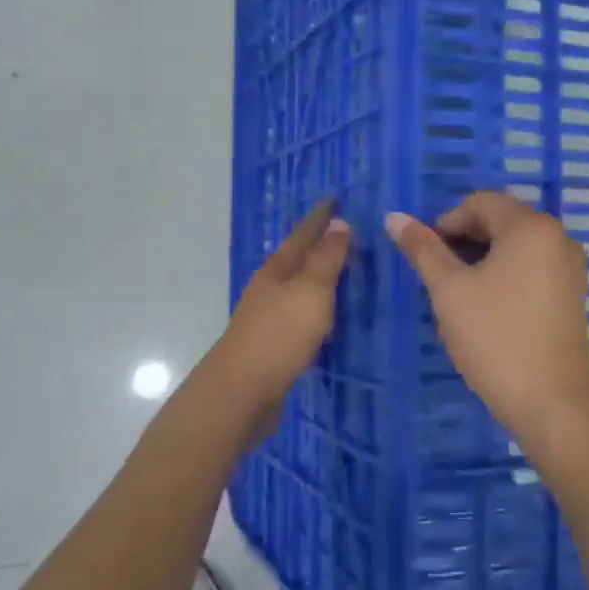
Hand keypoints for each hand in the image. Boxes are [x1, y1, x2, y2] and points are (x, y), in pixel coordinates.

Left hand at [214, 199, 351, 411]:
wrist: (241, 392)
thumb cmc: (279, 336)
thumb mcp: (310, 292)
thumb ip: (325, 259)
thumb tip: (339, 222)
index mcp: (278, 270)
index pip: (304, 233)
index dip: (321, 216)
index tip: (337, 197)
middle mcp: (270, 287)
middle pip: (297, 257)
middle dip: (319, 242)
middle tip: (347, 231)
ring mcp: (268, 316)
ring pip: (297, 286)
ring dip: (317, 275)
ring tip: (343, 269)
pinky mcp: (272, 343)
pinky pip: (299, 313)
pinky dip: (316, 306)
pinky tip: (326, 316)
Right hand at [384, 192, 588, 438]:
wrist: (551, 401)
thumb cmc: (495, 337)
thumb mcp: (449, 290)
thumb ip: (423, 248)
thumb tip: (394, 217)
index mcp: (531, 226)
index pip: (480, 203)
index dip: (446, 222)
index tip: (426, 257)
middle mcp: (558, 237)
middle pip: (501, 221)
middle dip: (464, 241)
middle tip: (439, 278)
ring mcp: (570, 267)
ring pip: (516, 247)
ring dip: (483, 260)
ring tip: (459, 296)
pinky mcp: (573, 294)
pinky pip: (532, 268)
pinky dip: (506, 276)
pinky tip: (488, 309)